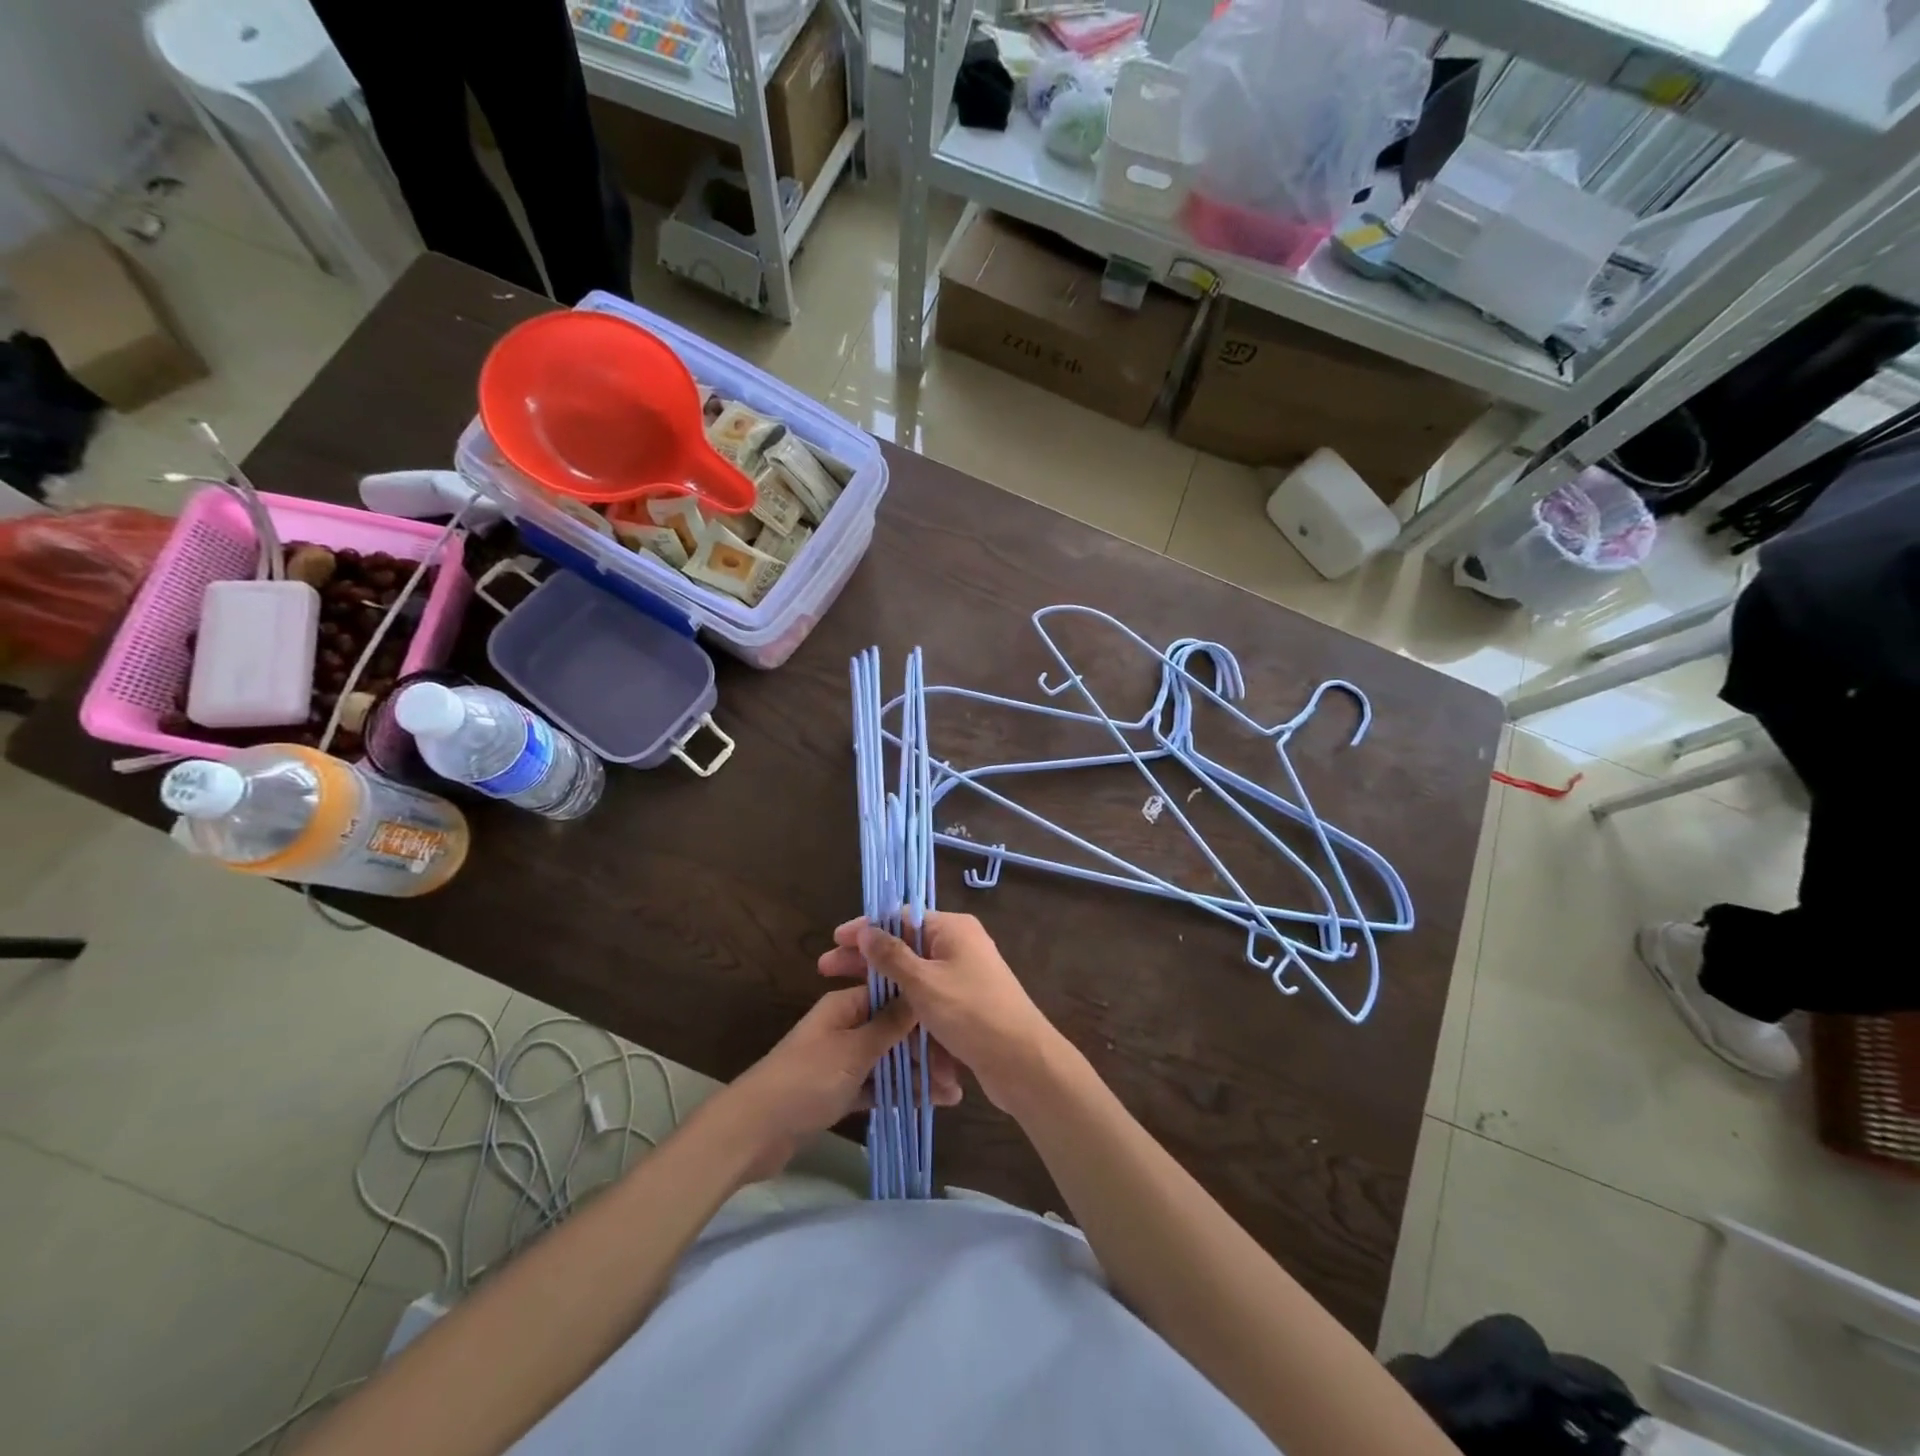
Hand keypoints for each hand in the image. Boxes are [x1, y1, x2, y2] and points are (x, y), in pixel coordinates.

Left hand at [722, 985, 962, 1182]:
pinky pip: (877, 1085)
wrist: (754, 1131)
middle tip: (955, 1075)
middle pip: (894, 1030)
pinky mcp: (838, 1090)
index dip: (923, 1013)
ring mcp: (842, 1060)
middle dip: (925, 1050)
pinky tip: (927, 1104)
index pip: (893, 997)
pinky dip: (898, 1093)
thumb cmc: (806, 1080)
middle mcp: (846, 1026)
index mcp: (846, 1005)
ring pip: (889, 1060)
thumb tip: (920, 993)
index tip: (954, 1032)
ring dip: (917, 1074)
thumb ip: (889, 1024)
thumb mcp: (854, 1049)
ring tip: (951, 1095)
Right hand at [819, 912, 1063, 1110]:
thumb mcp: (924, 983)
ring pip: (914, 974)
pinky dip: (905, 1004)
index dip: (866, 929)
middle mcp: (959, 946)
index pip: (901, 918)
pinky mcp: (965, 1004)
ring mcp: (963, 976)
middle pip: (905, 945)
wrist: (1023, 1062)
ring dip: (883, 983)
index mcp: (953, 929)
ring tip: (847, 995)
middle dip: (867, 958)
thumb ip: (892, 955)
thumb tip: (866, 929)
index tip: (834, 942)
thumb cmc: (972, 1014)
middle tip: (827, 970)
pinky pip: (927, 997)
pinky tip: (877, 1018)